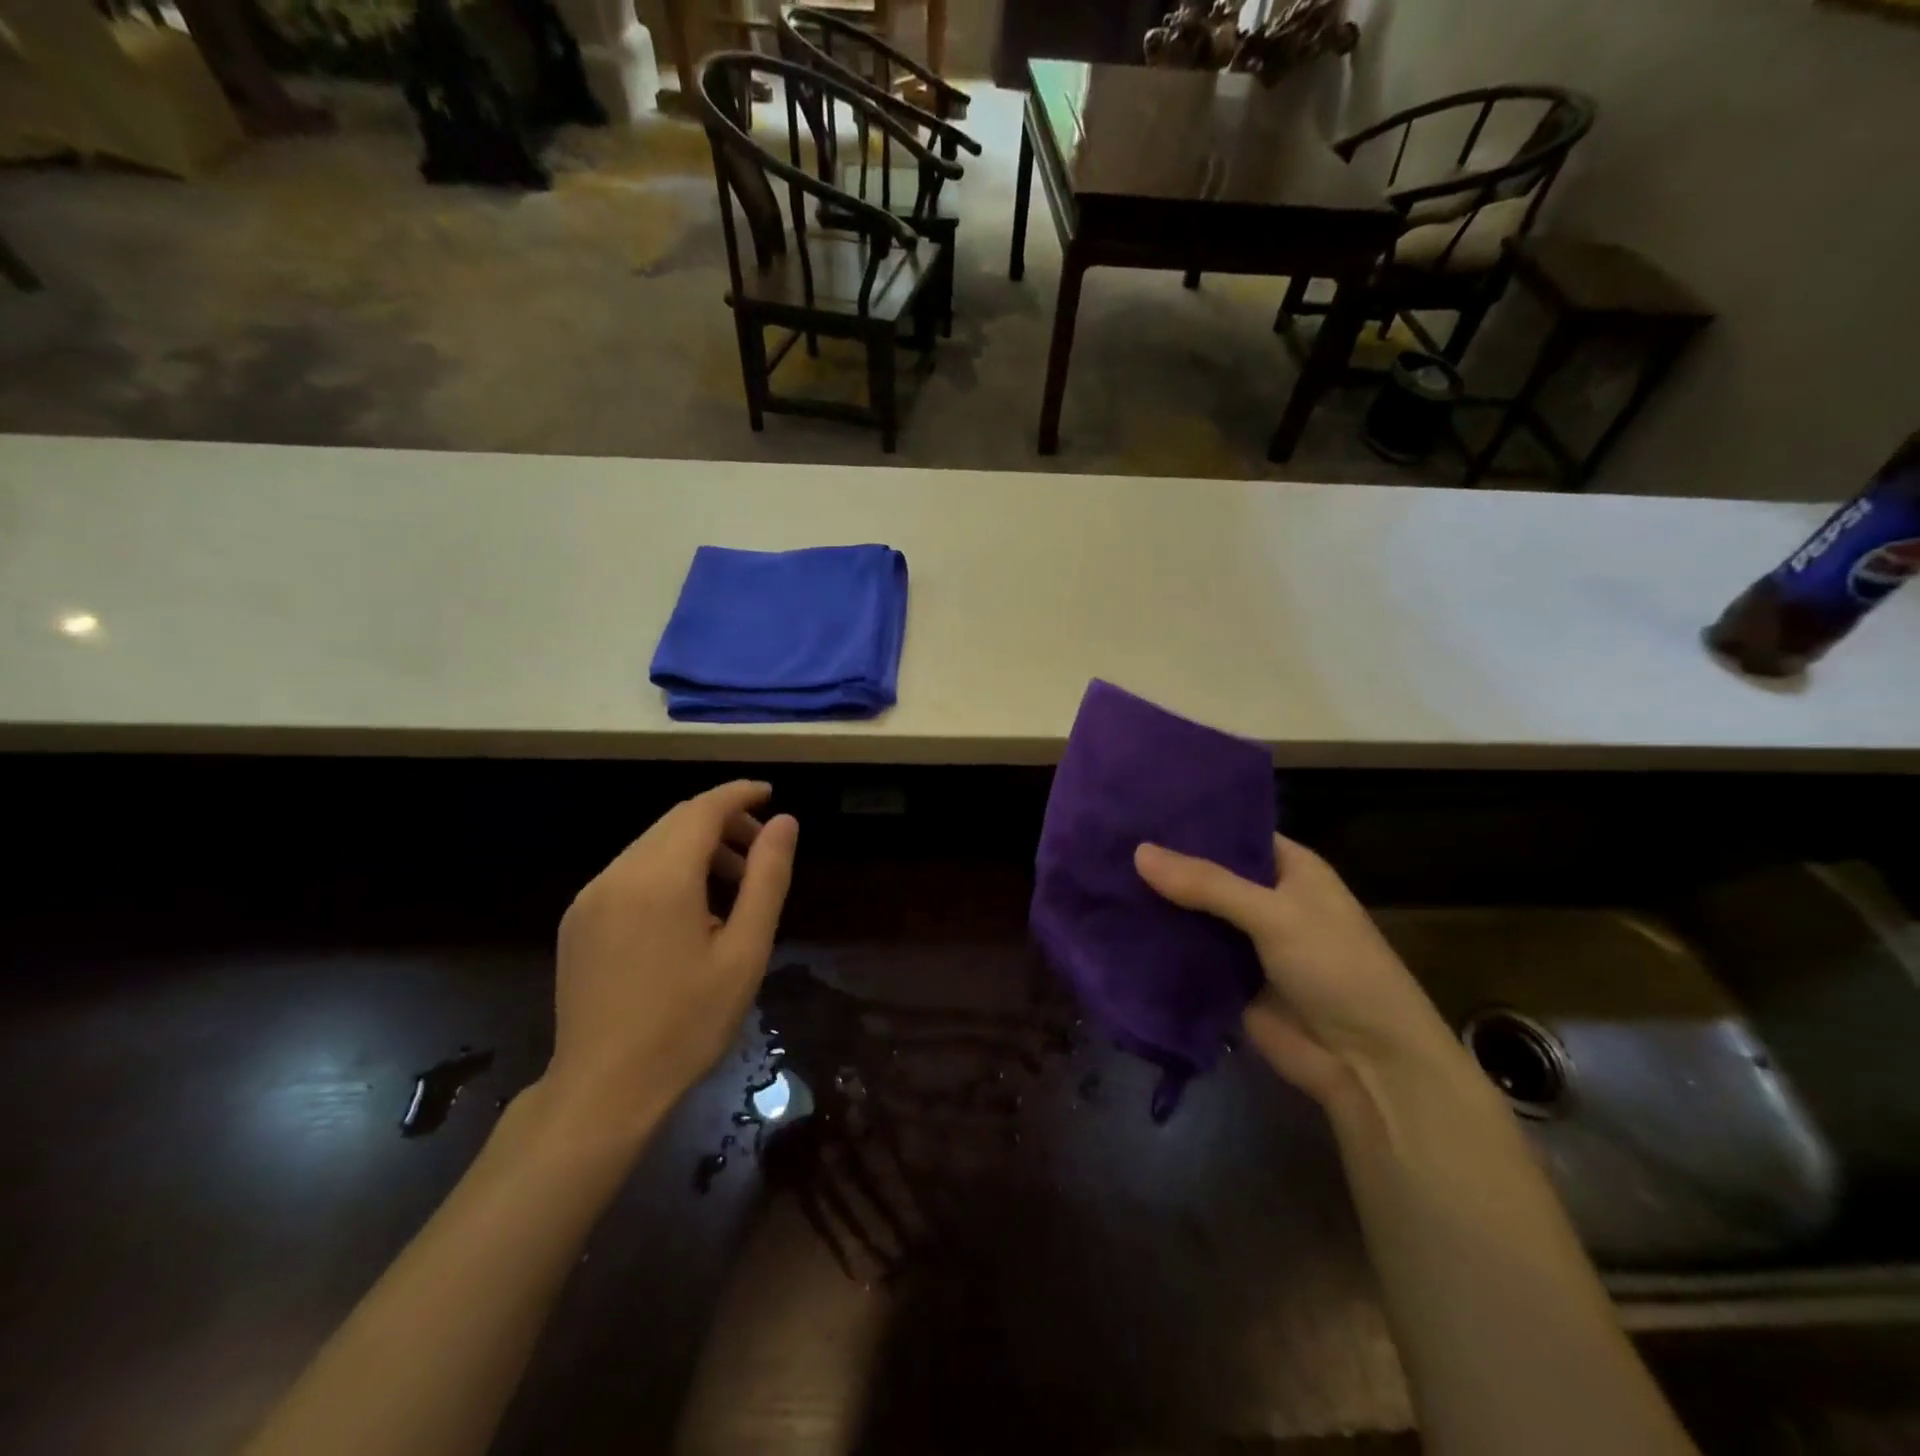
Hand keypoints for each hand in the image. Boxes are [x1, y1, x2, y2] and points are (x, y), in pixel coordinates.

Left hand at [542, 782, 797, 1139]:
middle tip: (762, 851)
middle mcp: (617, 873)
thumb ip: (767, 878)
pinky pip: (629, 872)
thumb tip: (785, 822)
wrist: (604, 1089)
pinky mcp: (577, 920)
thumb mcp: (745, 950)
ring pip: (651, 846)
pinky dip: (667, 870)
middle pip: (676, 822)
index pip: (703, 809)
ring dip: (696, 848)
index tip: (771, 794)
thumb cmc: (688, 1022)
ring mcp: (590, 897)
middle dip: (723, 823)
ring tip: (733, 887)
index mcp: (660, 877)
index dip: (739, 795)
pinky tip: (690, 910)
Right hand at [1134, 835, 1457, 1109]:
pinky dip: (1159, 944)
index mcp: (1288, 868)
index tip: (1137, 808)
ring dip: (1156, 904)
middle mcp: (1264, 898)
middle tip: (1104, 840)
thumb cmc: (1336, 968)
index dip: (1189, 821)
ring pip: (1191, 914)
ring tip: (1096, 876)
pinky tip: (1112, 925)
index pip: (1232, 831)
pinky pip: (1187, 954)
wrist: (1365, 1064)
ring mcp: (1244, 941)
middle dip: (1163, 864)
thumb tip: (1138, 852)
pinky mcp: (1227, 979)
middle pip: (1205, 873)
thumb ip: (1207, 884)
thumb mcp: (1275, 914)